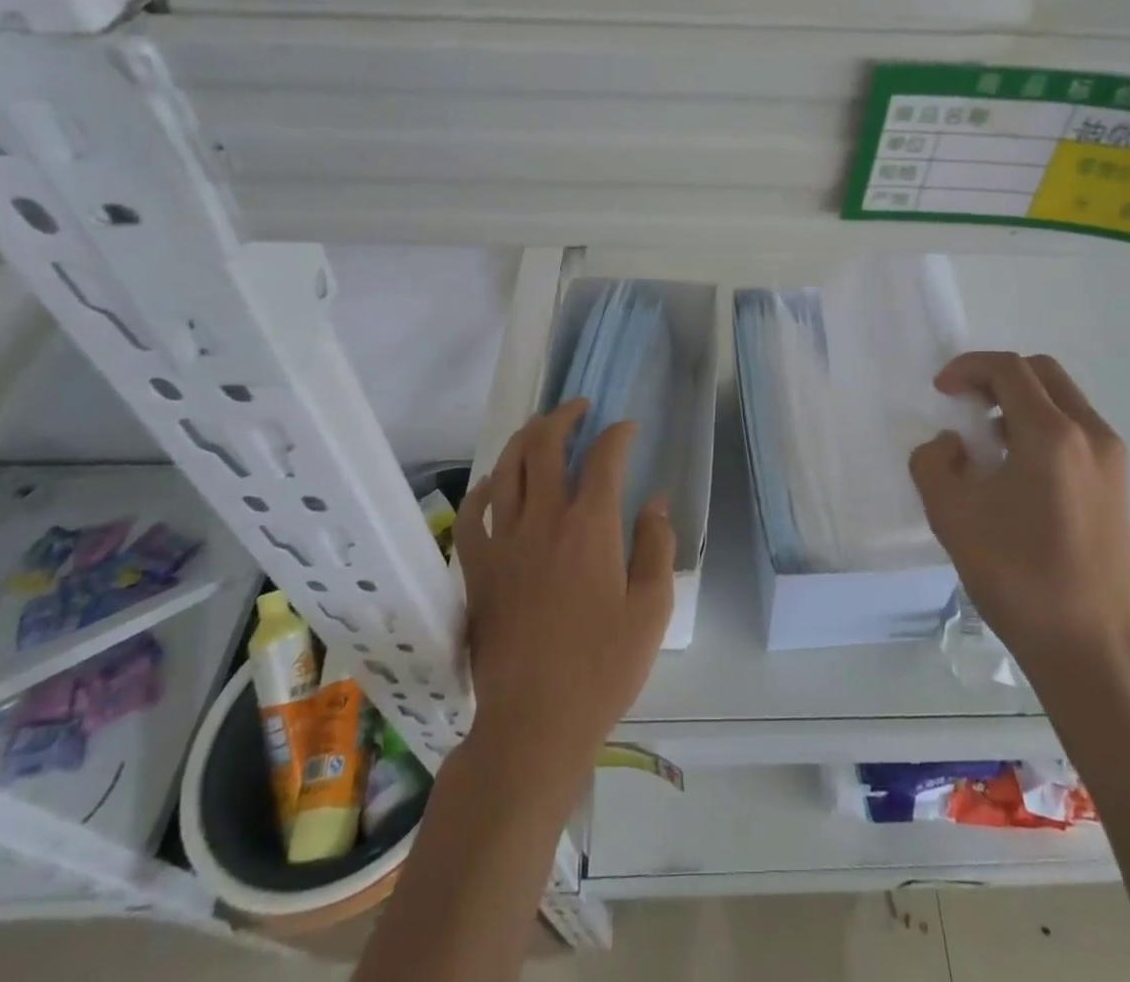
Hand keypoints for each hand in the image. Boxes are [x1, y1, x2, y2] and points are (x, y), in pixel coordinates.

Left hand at [455, 401, 674, 784]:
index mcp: (591, 527)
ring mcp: (504, 542)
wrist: (534, 723)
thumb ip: (656, 546)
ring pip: (507, 469)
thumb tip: (655, 501)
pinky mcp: (478, 569)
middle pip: (545, 446)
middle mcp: (544, 520)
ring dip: (524, 439)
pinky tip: (494, 482)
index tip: (628, 428)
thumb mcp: (652, 609)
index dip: (618, 434)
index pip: (604, 458)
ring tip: (540, 427)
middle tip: (579, 407)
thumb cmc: (603, 668)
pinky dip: (484, 489)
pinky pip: (472, 514)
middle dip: (563, 417)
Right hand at [910, 352, 1129, 683]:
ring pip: (1063, 401)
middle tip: (965, 404)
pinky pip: (1076, 431)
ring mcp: (1112, 461)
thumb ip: (933, 462)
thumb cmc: (1018, 577)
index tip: (941, 391)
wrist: (1091, 649)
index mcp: (1053, 435)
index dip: (967, 367)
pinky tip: (1016, 471)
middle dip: (997, 377)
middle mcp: (1091, 435)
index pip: (1009, 369)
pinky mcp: (1117, 487)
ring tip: (987, 442)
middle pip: (1042, 373)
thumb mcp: (950, 515)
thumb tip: (953, 445)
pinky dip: (1041, 428)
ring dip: (1020, 403)